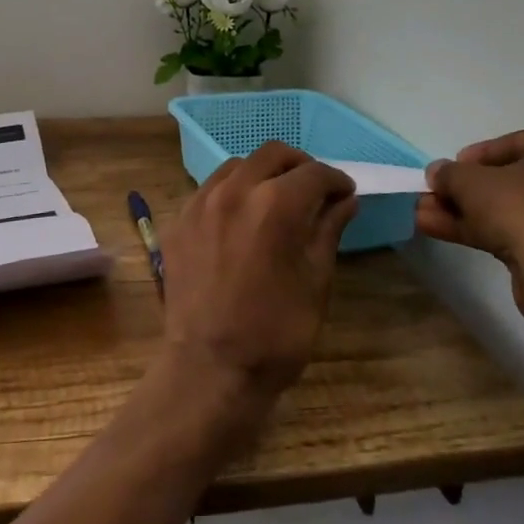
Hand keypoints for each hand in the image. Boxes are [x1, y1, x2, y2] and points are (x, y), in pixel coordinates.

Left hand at [157, 142, 358, 438]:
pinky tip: (240, 219)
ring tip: (275, 201)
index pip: (314, 173)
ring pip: (237, 166)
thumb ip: (329, 230)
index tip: (345, 194)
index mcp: (275, 204)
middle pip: (273, 154)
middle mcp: (234, 190)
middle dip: (299, 166)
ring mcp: (200, 202)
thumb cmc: (275, 332)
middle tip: (314, 190)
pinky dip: (232, 192)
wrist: (209, 368)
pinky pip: (209, 189)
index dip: (336, 181)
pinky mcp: (178, 220)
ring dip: (262, 174)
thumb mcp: (316, 282)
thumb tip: (345, 200)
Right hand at [416, 127, 523, 386]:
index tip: (450, 167)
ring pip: (509, 208)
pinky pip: (515, 231)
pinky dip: (478, 229)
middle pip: (510, 179)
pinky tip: (436, 229)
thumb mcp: (472, 181)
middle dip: (464, 189)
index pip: (516, 142)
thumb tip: (437, 173)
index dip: (476, 156)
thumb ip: (450, 173)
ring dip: (463, 210)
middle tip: (433, 193)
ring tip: (421, 212)